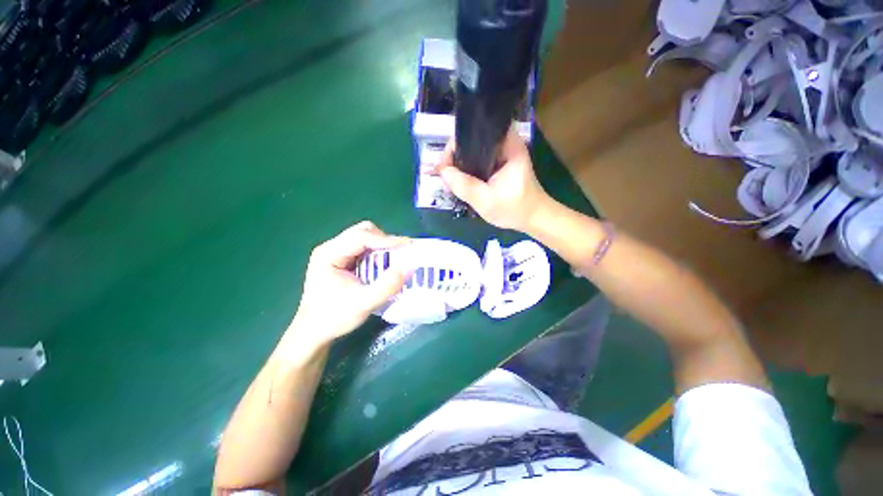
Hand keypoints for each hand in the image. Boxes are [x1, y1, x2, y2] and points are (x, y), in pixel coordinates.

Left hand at [289, 221, 408, 348]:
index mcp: (329, 254)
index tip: (407, 245)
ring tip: (392, 261)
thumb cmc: (334, 318)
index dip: (386, 239)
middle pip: (362, 232)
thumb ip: (386, 286)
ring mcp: (335, 252)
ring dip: (381, 246)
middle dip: (383, 240)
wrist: (313, 332)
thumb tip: (409, 267)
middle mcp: (331, 247)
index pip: (360, 237)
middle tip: (399, 254)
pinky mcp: (341, 259)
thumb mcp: (363, 304)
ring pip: (364, 237)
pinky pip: (364, 248)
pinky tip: (381, 266)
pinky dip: (377, 253)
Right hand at [433, 127, 553, 231]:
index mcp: (508, 145)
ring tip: (450, 179)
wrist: (533, 219)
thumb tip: (442, 171)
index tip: (445, 165)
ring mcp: (501, 155)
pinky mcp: (498, 165)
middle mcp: (504, 144)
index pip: (475, 132)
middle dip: (455, 156)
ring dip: (460, 164)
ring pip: (473, 152)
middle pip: (472, 141)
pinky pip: (477, 162)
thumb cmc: (515, 209)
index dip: (456, 145)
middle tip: (445, 175)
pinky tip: (460, 182)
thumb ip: (464, 186)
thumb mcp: (486, 200)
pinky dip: (467, 170)